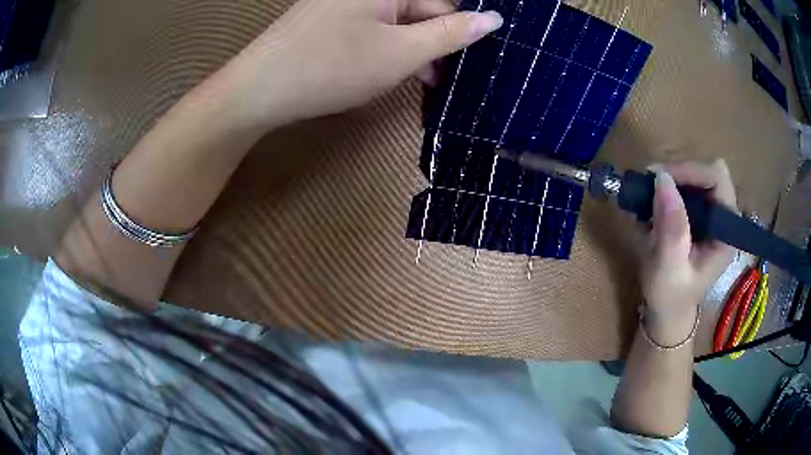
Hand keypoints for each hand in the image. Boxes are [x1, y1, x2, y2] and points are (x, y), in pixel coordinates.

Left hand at [221, 0, 502, 129]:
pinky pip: (373, 28)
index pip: (444, 4)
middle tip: (442, 81)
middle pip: (420, 11)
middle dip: (434, 44)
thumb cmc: (332, 67)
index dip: (459, 33)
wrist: (259, 90)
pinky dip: (387, 49)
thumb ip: (451, 34)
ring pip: (397, 23)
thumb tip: (494, 20)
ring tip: (421, 82)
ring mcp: (347, 3)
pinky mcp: (332, 18)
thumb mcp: (401, 53)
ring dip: (413, 50)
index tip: (470, 64)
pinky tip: (389, 71)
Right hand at [638, 160, 737, 344]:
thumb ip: (671, 229)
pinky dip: (668, 189)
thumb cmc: (670, 296)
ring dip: (671, 180)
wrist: (667, 310)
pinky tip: (654, 206)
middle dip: (679, 174)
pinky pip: (686, 187)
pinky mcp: (700, 215)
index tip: (660, 178)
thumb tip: (663, 179)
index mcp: (725, 233)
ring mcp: (712, 215)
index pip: (718, 180)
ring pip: (696, 177)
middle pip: (707, 173)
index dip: (691, 171)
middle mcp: (722, 218)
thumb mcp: (668, 268)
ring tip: (648, 197)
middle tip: (651, 184)